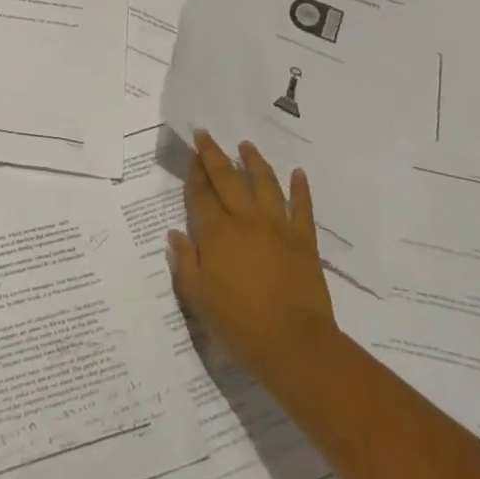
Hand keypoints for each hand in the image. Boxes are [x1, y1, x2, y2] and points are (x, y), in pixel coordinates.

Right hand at [168, 131, 337, 393]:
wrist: (294, 344)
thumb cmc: (238, 324)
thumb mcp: (198, 298)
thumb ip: (185, 263)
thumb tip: (176, 234)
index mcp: (216, 234)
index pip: (201, 196)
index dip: (194, 174)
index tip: (191, 155)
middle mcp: (245, 221)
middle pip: (227, 180)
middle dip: (214, 156)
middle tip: (206, 135)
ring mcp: (277, 228)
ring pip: (265, 184)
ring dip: (254, 162)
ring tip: (246, 145)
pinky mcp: (304, 240)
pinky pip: (302, 208)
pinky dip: (301, 189)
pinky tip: (298, 173)